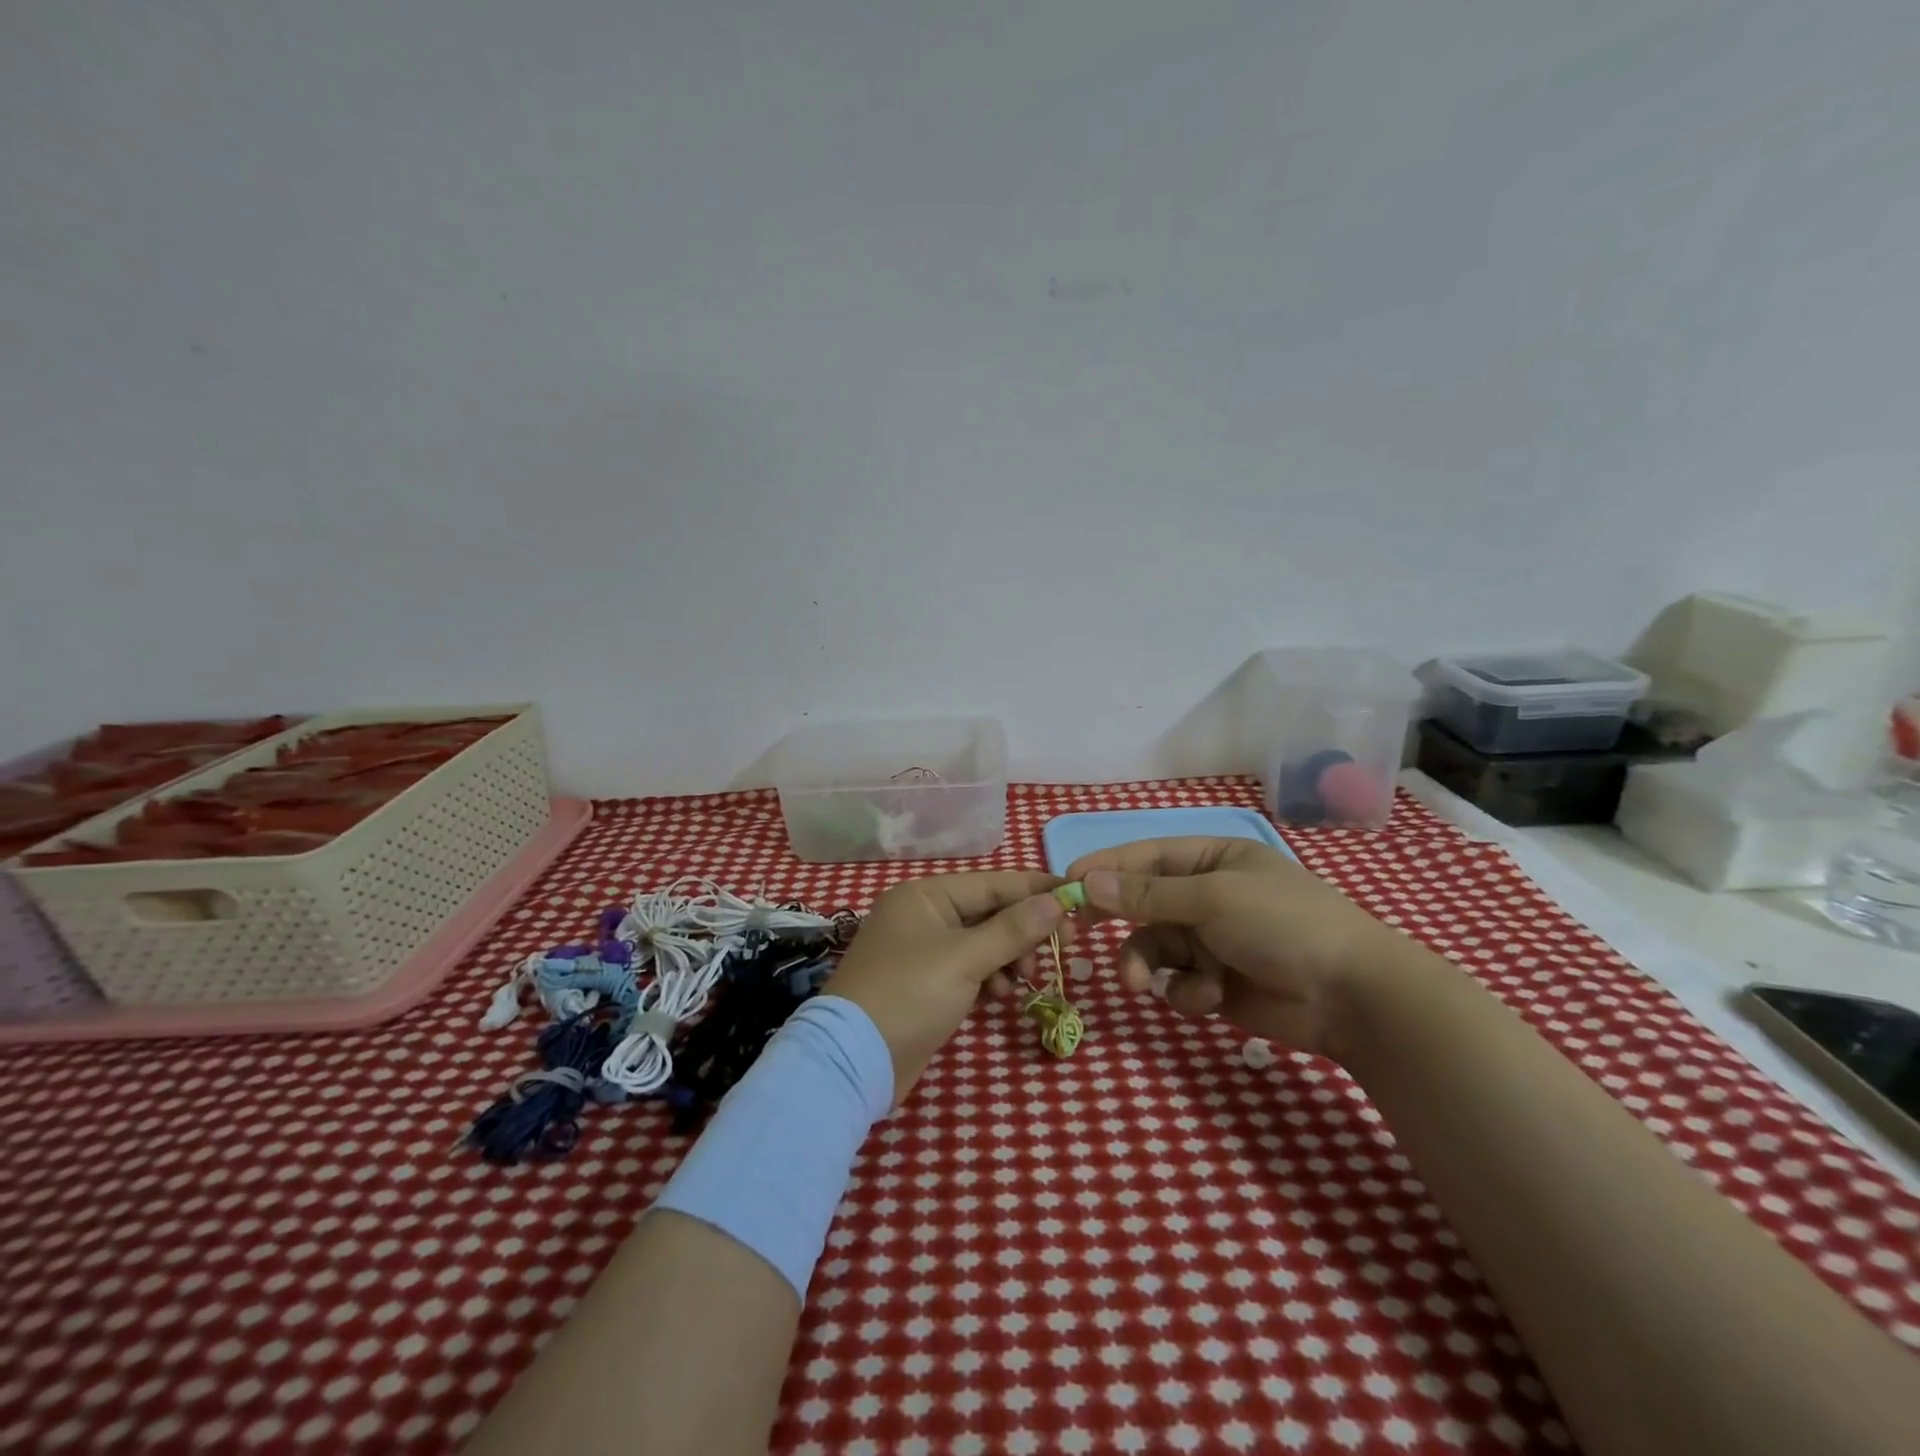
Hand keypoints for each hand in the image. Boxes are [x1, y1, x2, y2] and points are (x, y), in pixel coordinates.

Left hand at [825, 870, 1074, 1104]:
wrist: (854, 1061)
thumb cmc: (909, 995)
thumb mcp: (965, 959)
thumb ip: (1013, 929)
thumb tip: (1057, 900)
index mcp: (925, 895)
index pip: (992, 883)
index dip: (1035, 890)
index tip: (1076, 898)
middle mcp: (924, 916)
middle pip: (990, 913)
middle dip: (1024, 932)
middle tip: (1062, 950)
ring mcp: (924, 951)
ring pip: (984, 944)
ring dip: (1009, 959)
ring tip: (1023, 981)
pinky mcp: (927, 985)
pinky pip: (971, 970)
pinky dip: (990, 979)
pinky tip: (1000, 997)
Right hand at [1067, 836, 1423, 1060]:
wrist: (1352, 996)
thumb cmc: (1283, 925)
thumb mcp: (1211, 899)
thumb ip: (1147, 894)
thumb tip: (1087, 882)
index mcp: (1212, 860)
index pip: (1145, 856)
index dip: (1104, 867)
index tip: (1064, 882)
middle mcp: (1208, 896)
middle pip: (1143, 904)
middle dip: (1119, 922)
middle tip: (1077, 932)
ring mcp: (1213, 941)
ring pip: (1156, 947)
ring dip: (1146, 964)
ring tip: (1143, 985)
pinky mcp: (1218, 983)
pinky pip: (1180, 982)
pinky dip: (1188, 991)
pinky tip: (1210, 998)